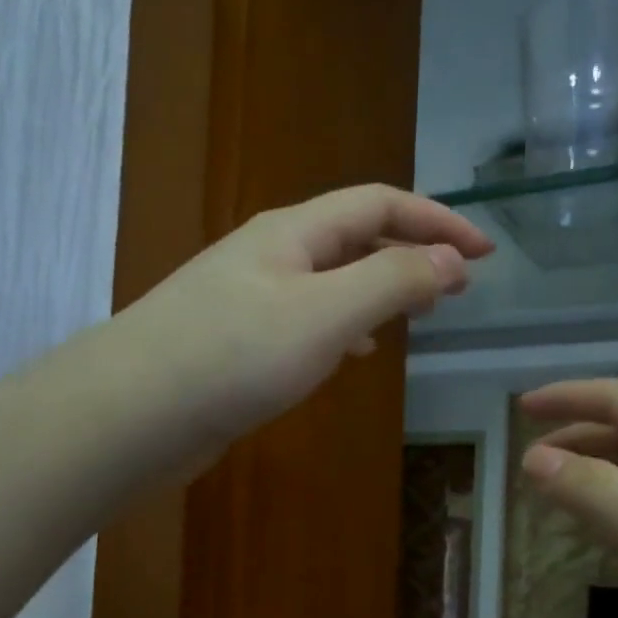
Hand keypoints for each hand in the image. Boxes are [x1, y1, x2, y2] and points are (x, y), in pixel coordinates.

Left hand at [121, 184, 491, 451]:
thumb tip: (450, 262)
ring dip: (377, 289)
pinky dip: (342, 328)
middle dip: (410, 252)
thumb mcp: (326, 315)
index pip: (379, 204)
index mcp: (292, 233)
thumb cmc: (233, 357)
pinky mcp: (234, 343)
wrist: (132, 413)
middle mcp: (269, 255)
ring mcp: (246, 299)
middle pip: (352, 236)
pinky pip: (305, 320)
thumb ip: (392, 282)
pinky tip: (351, 354)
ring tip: (414, 316)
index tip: (485, 252)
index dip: (436, 221)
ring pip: (329, 281)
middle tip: (455, 286)